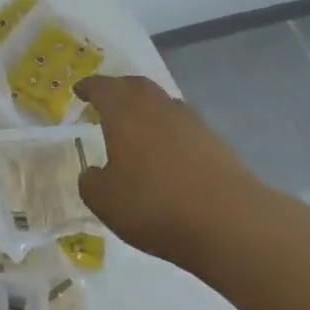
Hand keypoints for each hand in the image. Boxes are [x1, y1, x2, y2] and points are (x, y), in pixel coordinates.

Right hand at [75, 75, 274, 269]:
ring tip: (137, 127)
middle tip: (107, 100)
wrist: (229, 223)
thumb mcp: (105, 201)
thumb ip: (92, 182)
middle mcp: (158, 108)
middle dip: (119, 90)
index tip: (79, 90)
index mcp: (125, 112)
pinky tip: (168, 154)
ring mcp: (192, 123)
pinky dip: (171, 133)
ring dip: (147, 109)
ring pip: (163, 104)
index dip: (89, 88)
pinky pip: (185, 128)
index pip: (102, 88)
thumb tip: (94, 174)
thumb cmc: (154, 205)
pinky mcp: (217, 144)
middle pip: (136, 86)